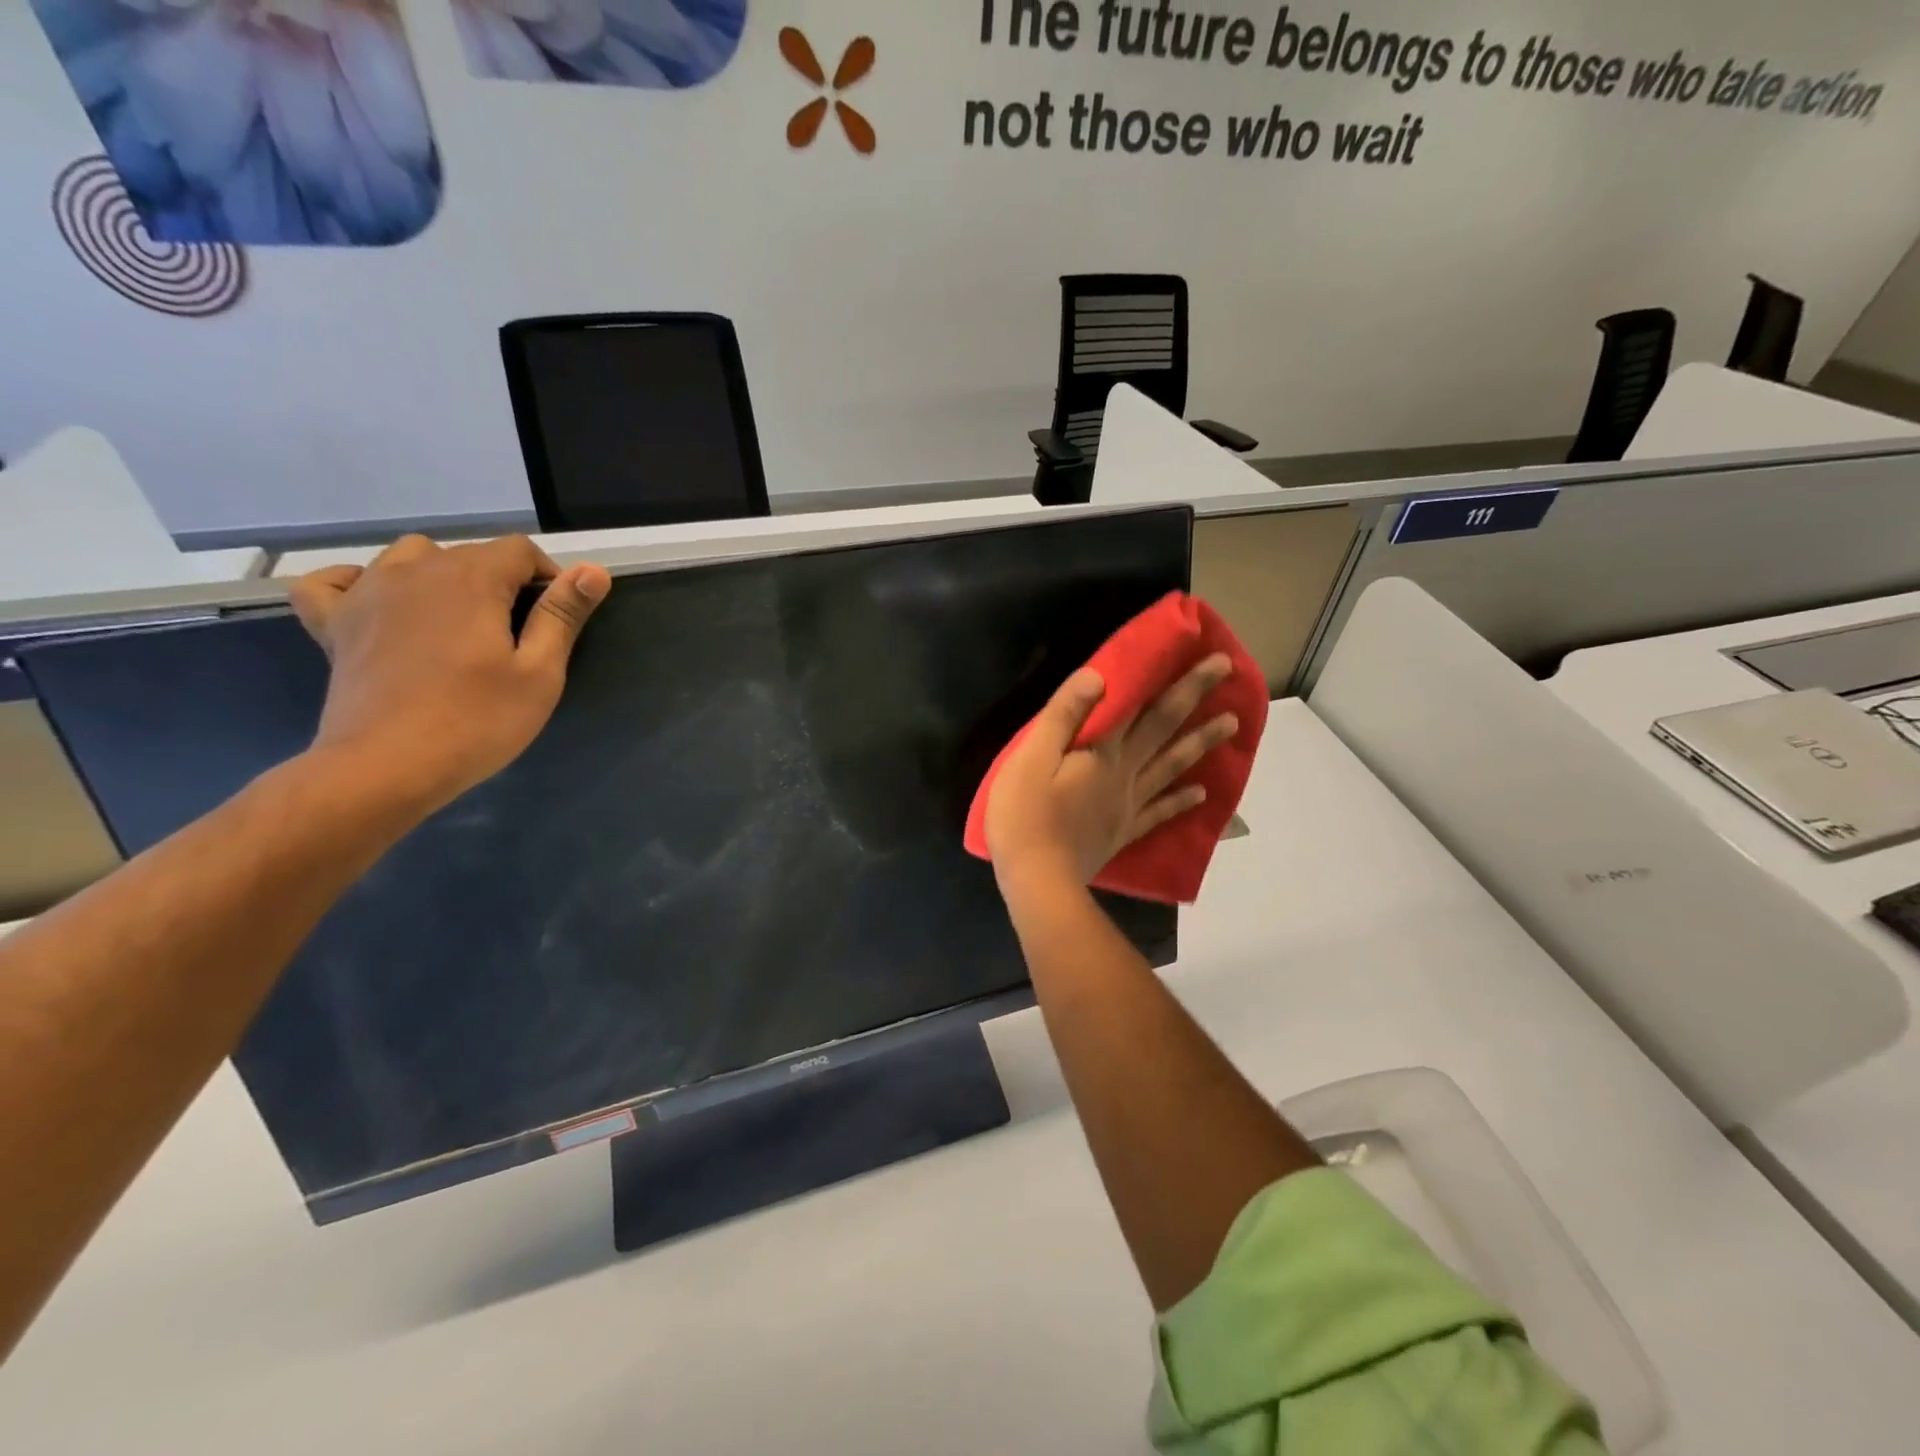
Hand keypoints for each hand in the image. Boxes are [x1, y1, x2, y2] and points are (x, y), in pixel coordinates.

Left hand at [289, 535, 609, 816]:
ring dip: (442, 575)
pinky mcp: (335, 624)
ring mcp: (367, 594)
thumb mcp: (540, 672)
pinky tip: (378, 603)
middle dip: (503, 581)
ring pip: (410, 557)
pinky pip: (334, 582)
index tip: (559, 617)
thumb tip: (592, 570)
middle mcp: (415, 571)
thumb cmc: (478, 720)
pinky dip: (357, 583)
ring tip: (460, 618)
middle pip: (470, 554)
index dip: (548, 577)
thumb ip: (562, 615)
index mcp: (471, 580)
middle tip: (520, 634)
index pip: (519, 551)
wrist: (387, 766)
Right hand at [985, 654, 1236, 890]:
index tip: (1214, 660)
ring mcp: (1128, 805)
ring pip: (1172, 767)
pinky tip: (1202, 793)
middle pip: (1165, 730)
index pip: (1146, 707)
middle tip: (1227, 673)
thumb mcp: (1031, 757)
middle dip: (1195, 698)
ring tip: (1231, 724)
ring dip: (1201, 743)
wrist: (1038, 881)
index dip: (1180, 682)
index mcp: (1103, 752)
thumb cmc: (1025, 815)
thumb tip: (1100, 675)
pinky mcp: (1123, 832)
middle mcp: (1125, 773)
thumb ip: (1064, 716)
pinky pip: (1159, 812)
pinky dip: (1182, 801)